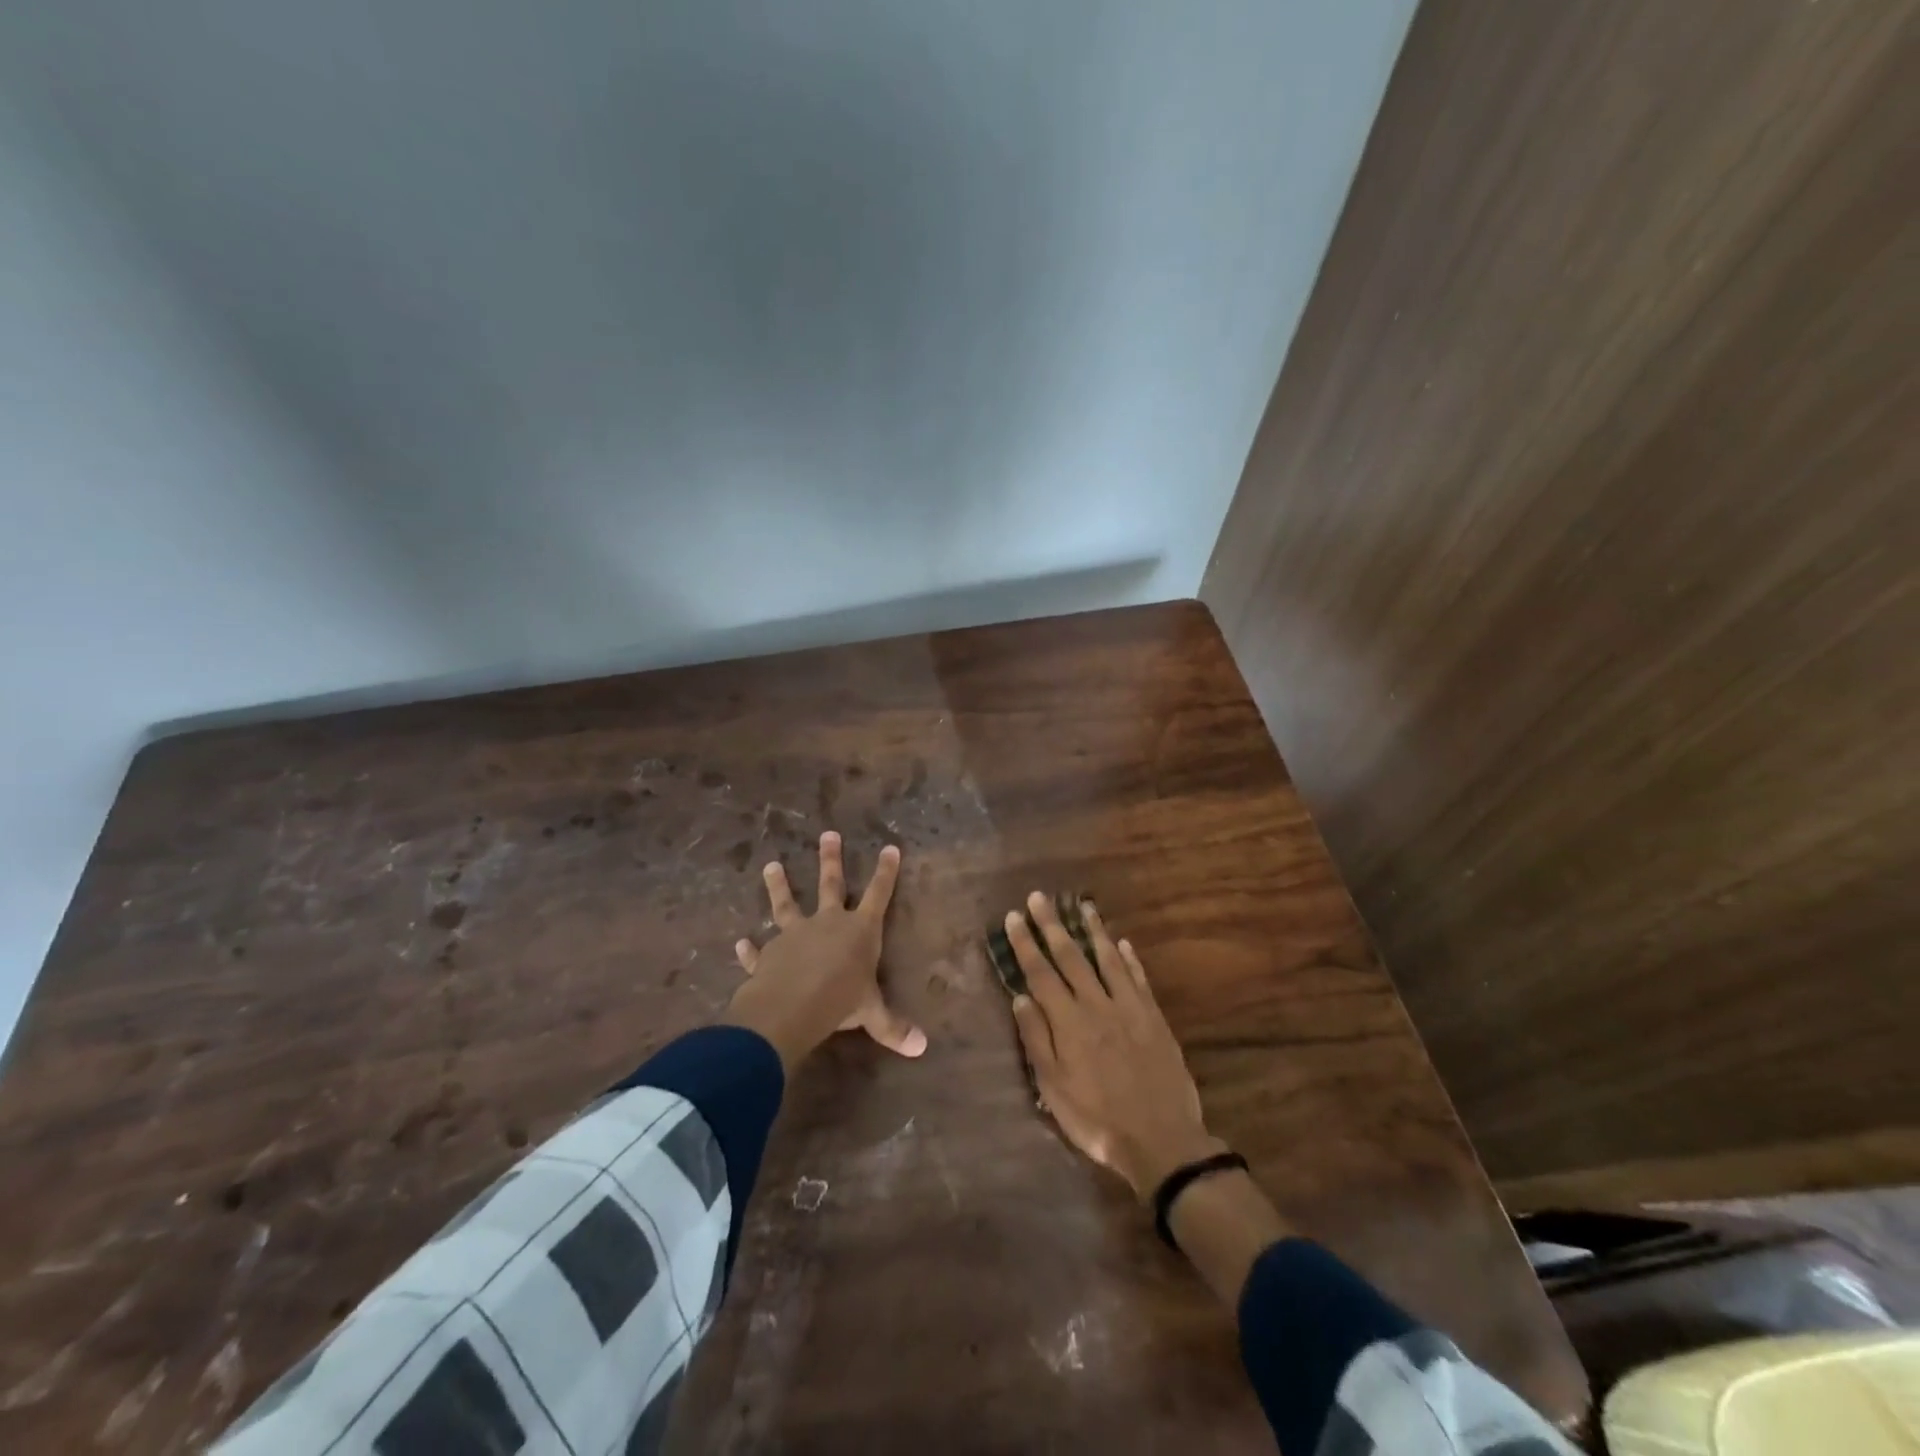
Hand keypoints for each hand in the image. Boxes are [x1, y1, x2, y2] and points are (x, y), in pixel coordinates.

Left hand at [722, 831, 926, 1071]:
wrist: (791, 1007)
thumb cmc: (840, 1002)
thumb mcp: (872, 1014)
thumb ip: (893, 1027)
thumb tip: (922, 1048)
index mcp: (858, 930)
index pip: (878, 894)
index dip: (885, 872)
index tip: (890, 847)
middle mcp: (827, 923)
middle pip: (831, 884)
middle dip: (831, 859)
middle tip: (828, 834)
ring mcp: (794, 935)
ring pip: (786, 904)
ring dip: (779, 885)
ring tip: (770, 865)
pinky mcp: (768, 954)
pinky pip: (758, 950)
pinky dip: (749, 949)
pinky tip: (741, 943)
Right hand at [1004, 893, 1221, 1197]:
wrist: (1162, 1140)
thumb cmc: (1097, 1119)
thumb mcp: (1054, 1089)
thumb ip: (1037, 1040)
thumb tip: (1021, 997)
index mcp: (1069, 1022)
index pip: (1041, 973)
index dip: (1026, 944)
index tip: (1015, 917)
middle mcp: (1097, 1004)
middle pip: (1071, 956)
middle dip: (1052, 925)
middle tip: (1040, 897)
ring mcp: (1129, 1007)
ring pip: (1108, 959)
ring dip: (1093, 930)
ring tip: (1083, 905)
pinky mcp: (1154, 1017)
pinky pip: (1139, 978)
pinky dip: (1129, 958)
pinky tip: (1123, 942)